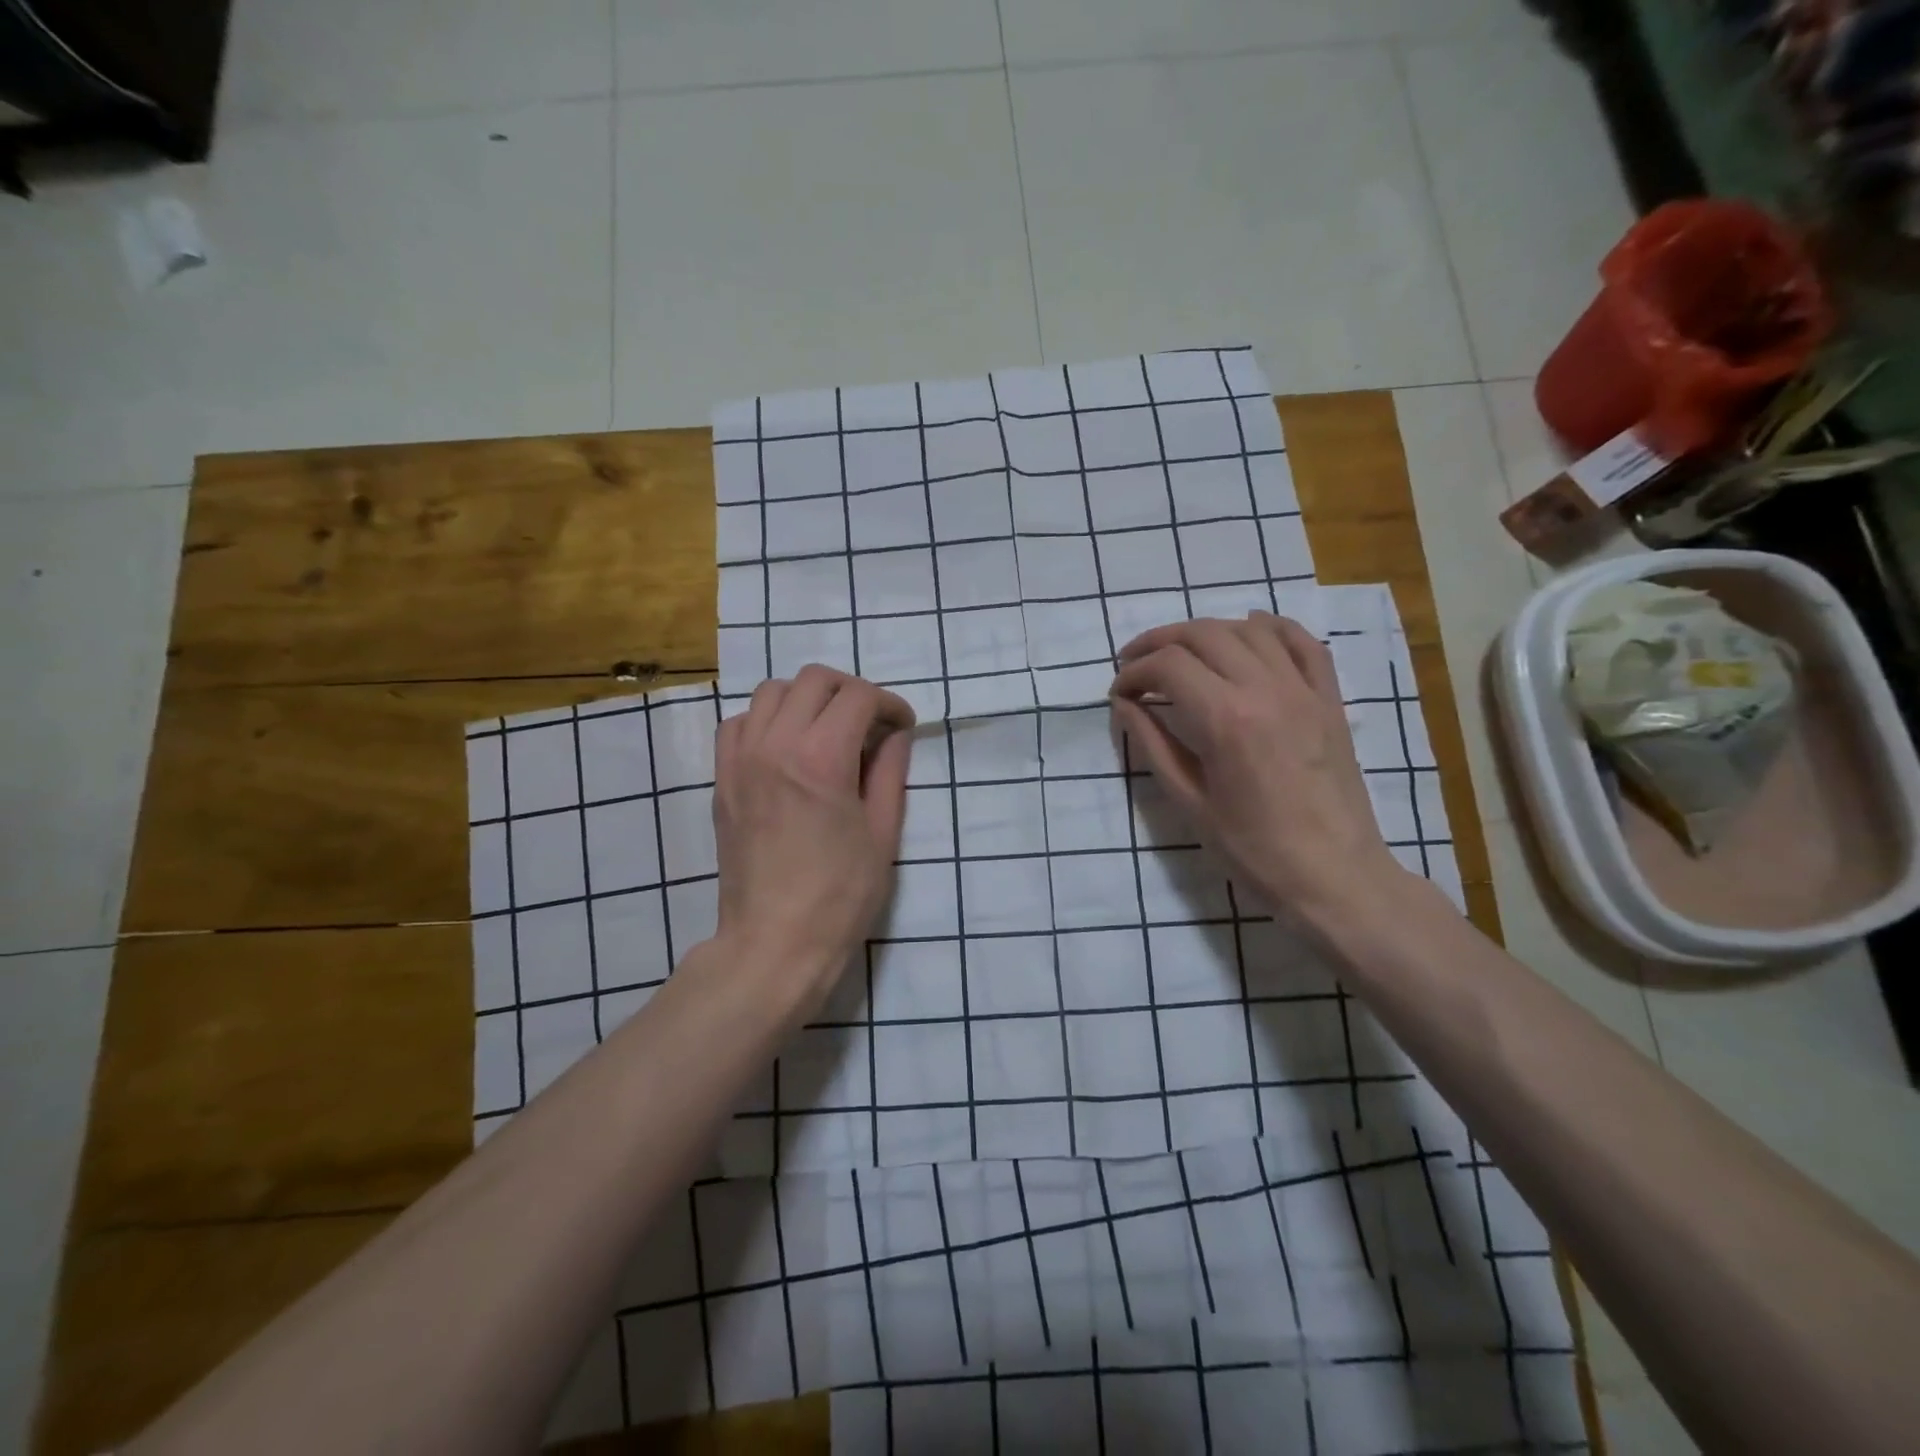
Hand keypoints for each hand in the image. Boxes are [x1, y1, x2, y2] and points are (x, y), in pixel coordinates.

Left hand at [712, 666, 915, 1005]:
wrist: (774, 942)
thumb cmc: (840, 896)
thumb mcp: (882, 833)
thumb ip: (889, 771)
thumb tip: (894, 735)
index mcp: (821, 758)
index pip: (858, 696)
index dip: (889, 703)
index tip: (901, 726)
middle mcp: (775, 745)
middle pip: (813, 680)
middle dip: (850, 691)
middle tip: (869, 723)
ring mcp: (741, 760)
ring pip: (771, 692)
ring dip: (806, 699)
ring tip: (826, 730)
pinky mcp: (722, 779)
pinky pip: (737, 723)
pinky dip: (765, 720)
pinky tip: (784, 748)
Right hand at [1110, 613, 1408, 927]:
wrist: (1334, 876)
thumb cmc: (1253, 850)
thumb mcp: (1189, 802)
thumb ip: (1152, 745)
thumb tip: (1124, 705)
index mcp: (1225, 719)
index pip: (1167, 665)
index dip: (1133, 672)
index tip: (1118, 693)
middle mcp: (1264, 689)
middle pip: (1203, 634)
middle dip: (1159, 642)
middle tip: (1135, 665)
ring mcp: (1303, 689)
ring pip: (1248, 629)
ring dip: (1206, 631)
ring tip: (1182, 653)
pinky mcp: (1329, 699)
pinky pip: (1303, 643)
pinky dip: (1271, 628)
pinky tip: (1250, 631)